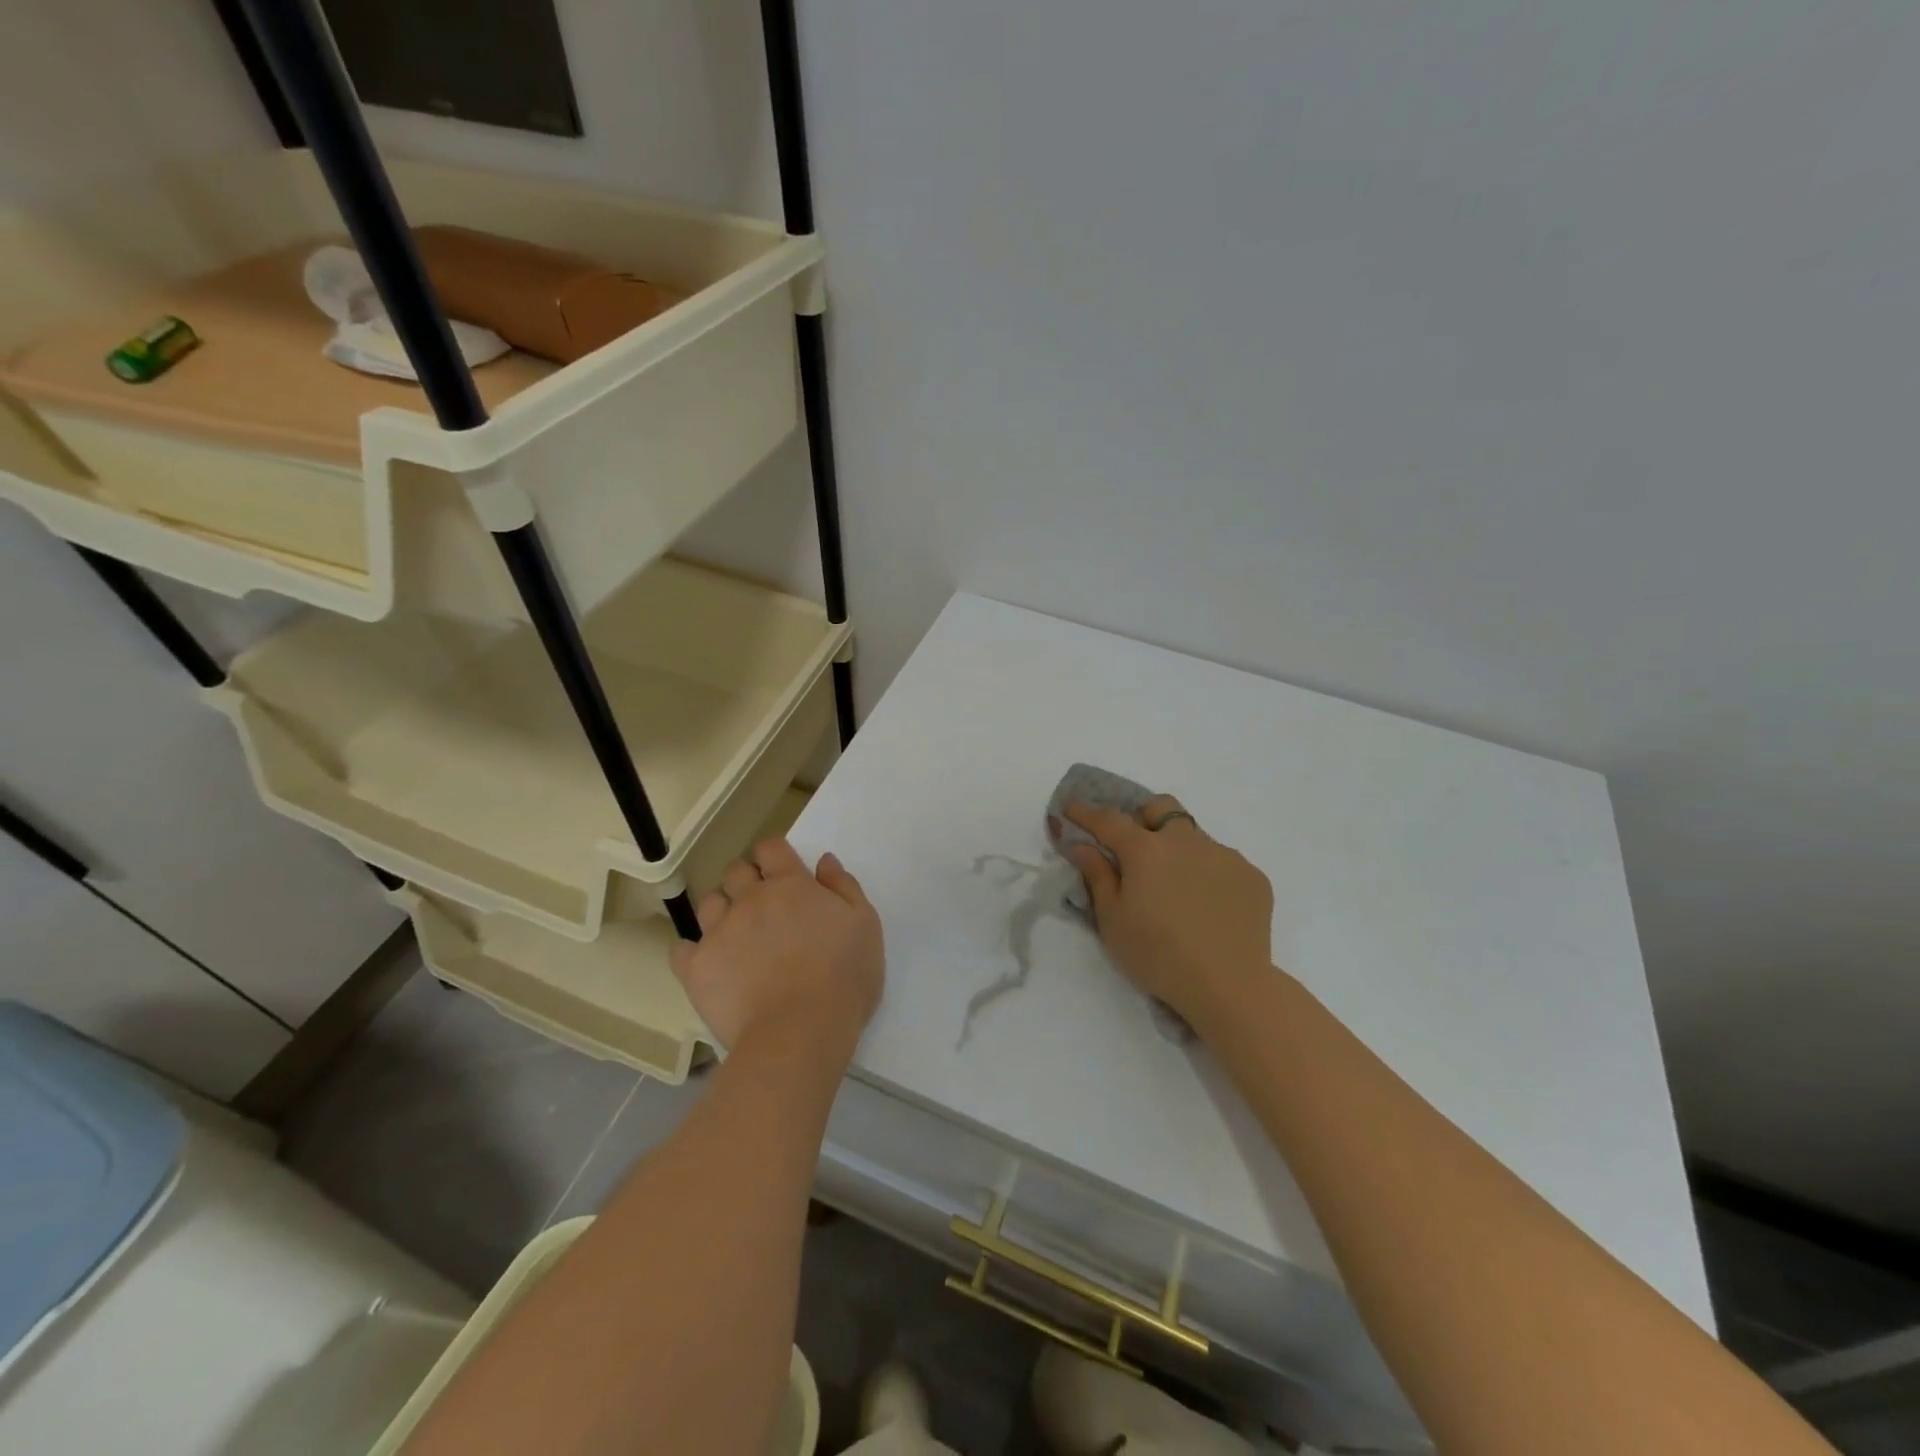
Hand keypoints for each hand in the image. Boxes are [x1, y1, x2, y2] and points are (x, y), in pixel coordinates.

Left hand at [670, 838, 883, 1062]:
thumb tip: (823, 861)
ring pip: (709, 904)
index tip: (781, 870)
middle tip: (762, 905)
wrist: (801, 1032)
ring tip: (736, 935)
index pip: (771, 848)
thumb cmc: (844, 977)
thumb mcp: (865, 925)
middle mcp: (750, 899)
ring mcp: (718, 932)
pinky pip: (682, 949)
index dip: (773, 854)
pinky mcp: (696, 968)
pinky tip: (711, 964)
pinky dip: (693, 951)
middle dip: (746, 880)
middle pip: (736, 871)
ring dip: (722, 911)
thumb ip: (844, 886)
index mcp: (791, 885)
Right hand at [1061, 796, 1274, 1036]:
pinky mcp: (1252, 876)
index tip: (1071, 808)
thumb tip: (1081, 845)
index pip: (1109, 820)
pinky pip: (1223, 863)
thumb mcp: (1113, 921)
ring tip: (1177, 890)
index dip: (1086, 812)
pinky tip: (1208, 907)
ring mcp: (1224, 855)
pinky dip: (1208, 874)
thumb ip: (1097, 876)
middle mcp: (1186, 841)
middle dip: (1143, 818)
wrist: (1230, 986)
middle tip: (1136, 850)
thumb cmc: (1158, 955)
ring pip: (1194, 837)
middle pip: (1161, 809)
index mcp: (1146, 850)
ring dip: (1178, 850)